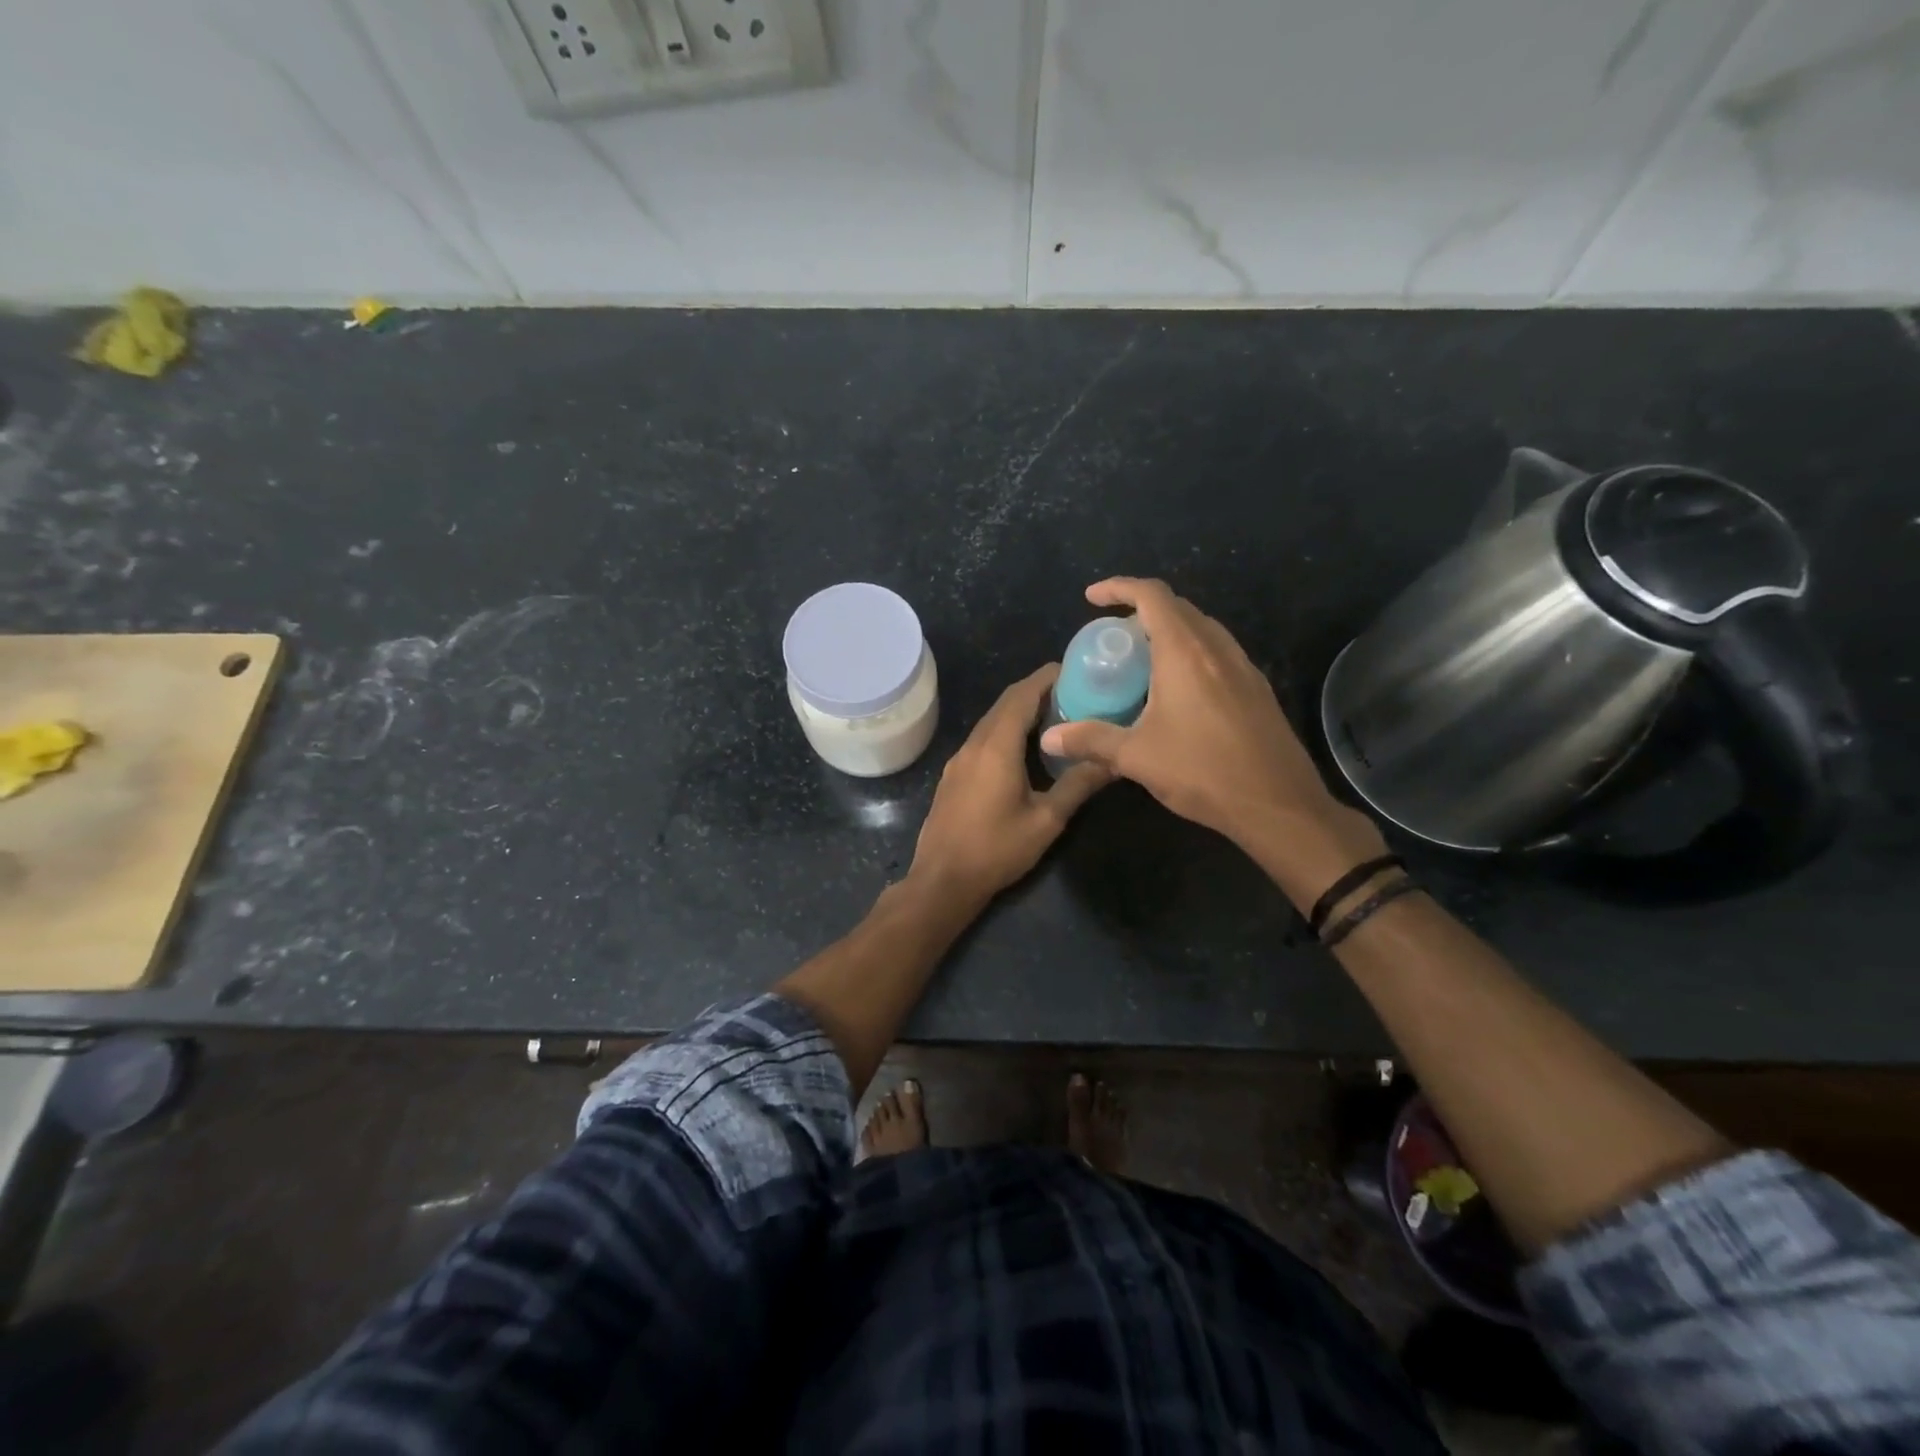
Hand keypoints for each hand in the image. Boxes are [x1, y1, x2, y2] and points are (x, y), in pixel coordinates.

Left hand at [911, 665, 1109, 903]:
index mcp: (997, 746)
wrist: (942, 880)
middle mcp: (974, 744)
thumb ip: (1078, 785)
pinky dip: (1005, 731)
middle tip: (1072, 693)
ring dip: (1020, 712)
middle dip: (1036, 691)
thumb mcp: (1046, 820)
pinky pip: (983, 739)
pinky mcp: (954, 775)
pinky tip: (1024, 749)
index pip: (1022, 695)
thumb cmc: (997, 849)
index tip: (1073, 670)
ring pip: (992, 721)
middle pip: (1005, 704)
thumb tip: (1113, 761)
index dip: (1046, 678)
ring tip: (1055, 717)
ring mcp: (959, 759)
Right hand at [1038, 578, 1384, 901]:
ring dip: (1170, 632)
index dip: (1119, 587)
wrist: (1278, 806)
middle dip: (1141, 611)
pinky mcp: (1257, 690)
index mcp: (1185, 653)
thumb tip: (1048, 738)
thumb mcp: (1136, 757)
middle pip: (1178, 608)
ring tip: (1143, 661)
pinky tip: (1178, 692)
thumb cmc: (1203, 772)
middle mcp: (1217, 649)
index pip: (1152, 596)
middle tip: (1114, 638)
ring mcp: (1243, 668)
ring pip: (1202, 630)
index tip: (1092, 598)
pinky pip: (1218, 653)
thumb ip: (1090, 740)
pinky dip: (1192, 654)